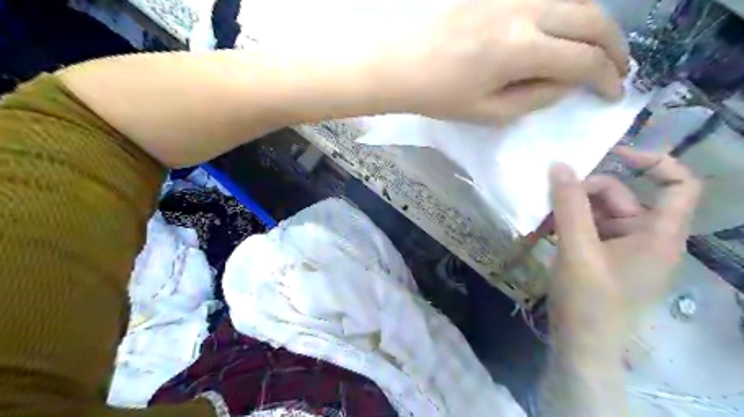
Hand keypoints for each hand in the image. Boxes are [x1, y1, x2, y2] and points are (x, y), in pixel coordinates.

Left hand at [391, 0, 629, 123]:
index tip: (615, 93)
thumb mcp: (488, 112)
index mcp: (520, 49)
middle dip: (614, 46)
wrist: (399, 63)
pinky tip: (563, 30)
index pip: (582, 60)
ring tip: (596, 49)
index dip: (606, 78)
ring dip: (594, 25)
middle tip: (619, 68)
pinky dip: (566, 11)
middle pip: (591, 19)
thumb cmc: (439, 95)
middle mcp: (525, 11)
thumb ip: (535, 98)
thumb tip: (567, 84)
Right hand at [545, 148, 705, 336]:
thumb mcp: (577, 249)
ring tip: (541, 215)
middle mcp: (647, 237)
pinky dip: (568, 224)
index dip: (651, 162)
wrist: (581, 344)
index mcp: (658, 234)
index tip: (609, 155)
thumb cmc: (588, 301)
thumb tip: (559, 165)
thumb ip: (568, 205)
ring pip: (599, 212)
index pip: (678, 184)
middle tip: (549, 195)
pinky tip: (544, 228)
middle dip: (584, 191)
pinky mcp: (605, 257)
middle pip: (622, 195)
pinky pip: (588, 228)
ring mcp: (624, 248)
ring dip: (570, 208)